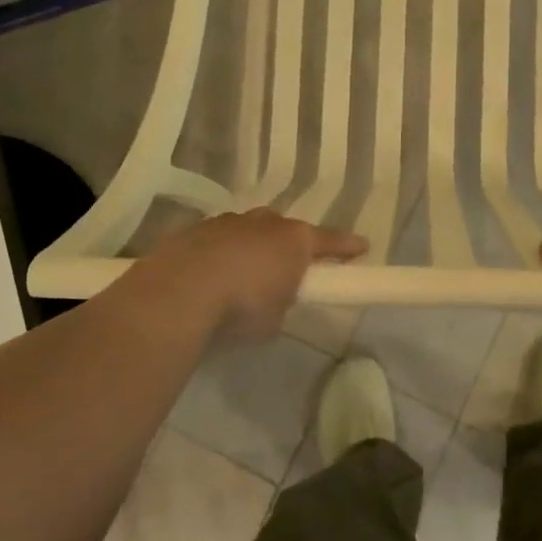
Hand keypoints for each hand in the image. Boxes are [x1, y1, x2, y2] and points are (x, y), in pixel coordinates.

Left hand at [144, 209, 366, 341]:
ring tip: (243, 275)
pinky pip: (217, 240)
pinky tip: (210, 277)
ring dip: (251, 247)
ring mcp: (227, 222)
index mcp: (294, 240)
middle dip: (289, 245)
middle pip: (285, 229)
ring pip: (248, 230)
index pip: (331, 241)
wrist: (179, 293)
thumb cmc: (242, 307)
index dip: (347, 247)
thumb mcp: (275, 318)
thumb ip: (281, 302)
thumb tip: (272, 299)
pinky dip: (220, 254)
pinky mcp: (194, 231)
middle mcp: (264, 223)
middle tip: (288, 267)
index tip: (362, 247)